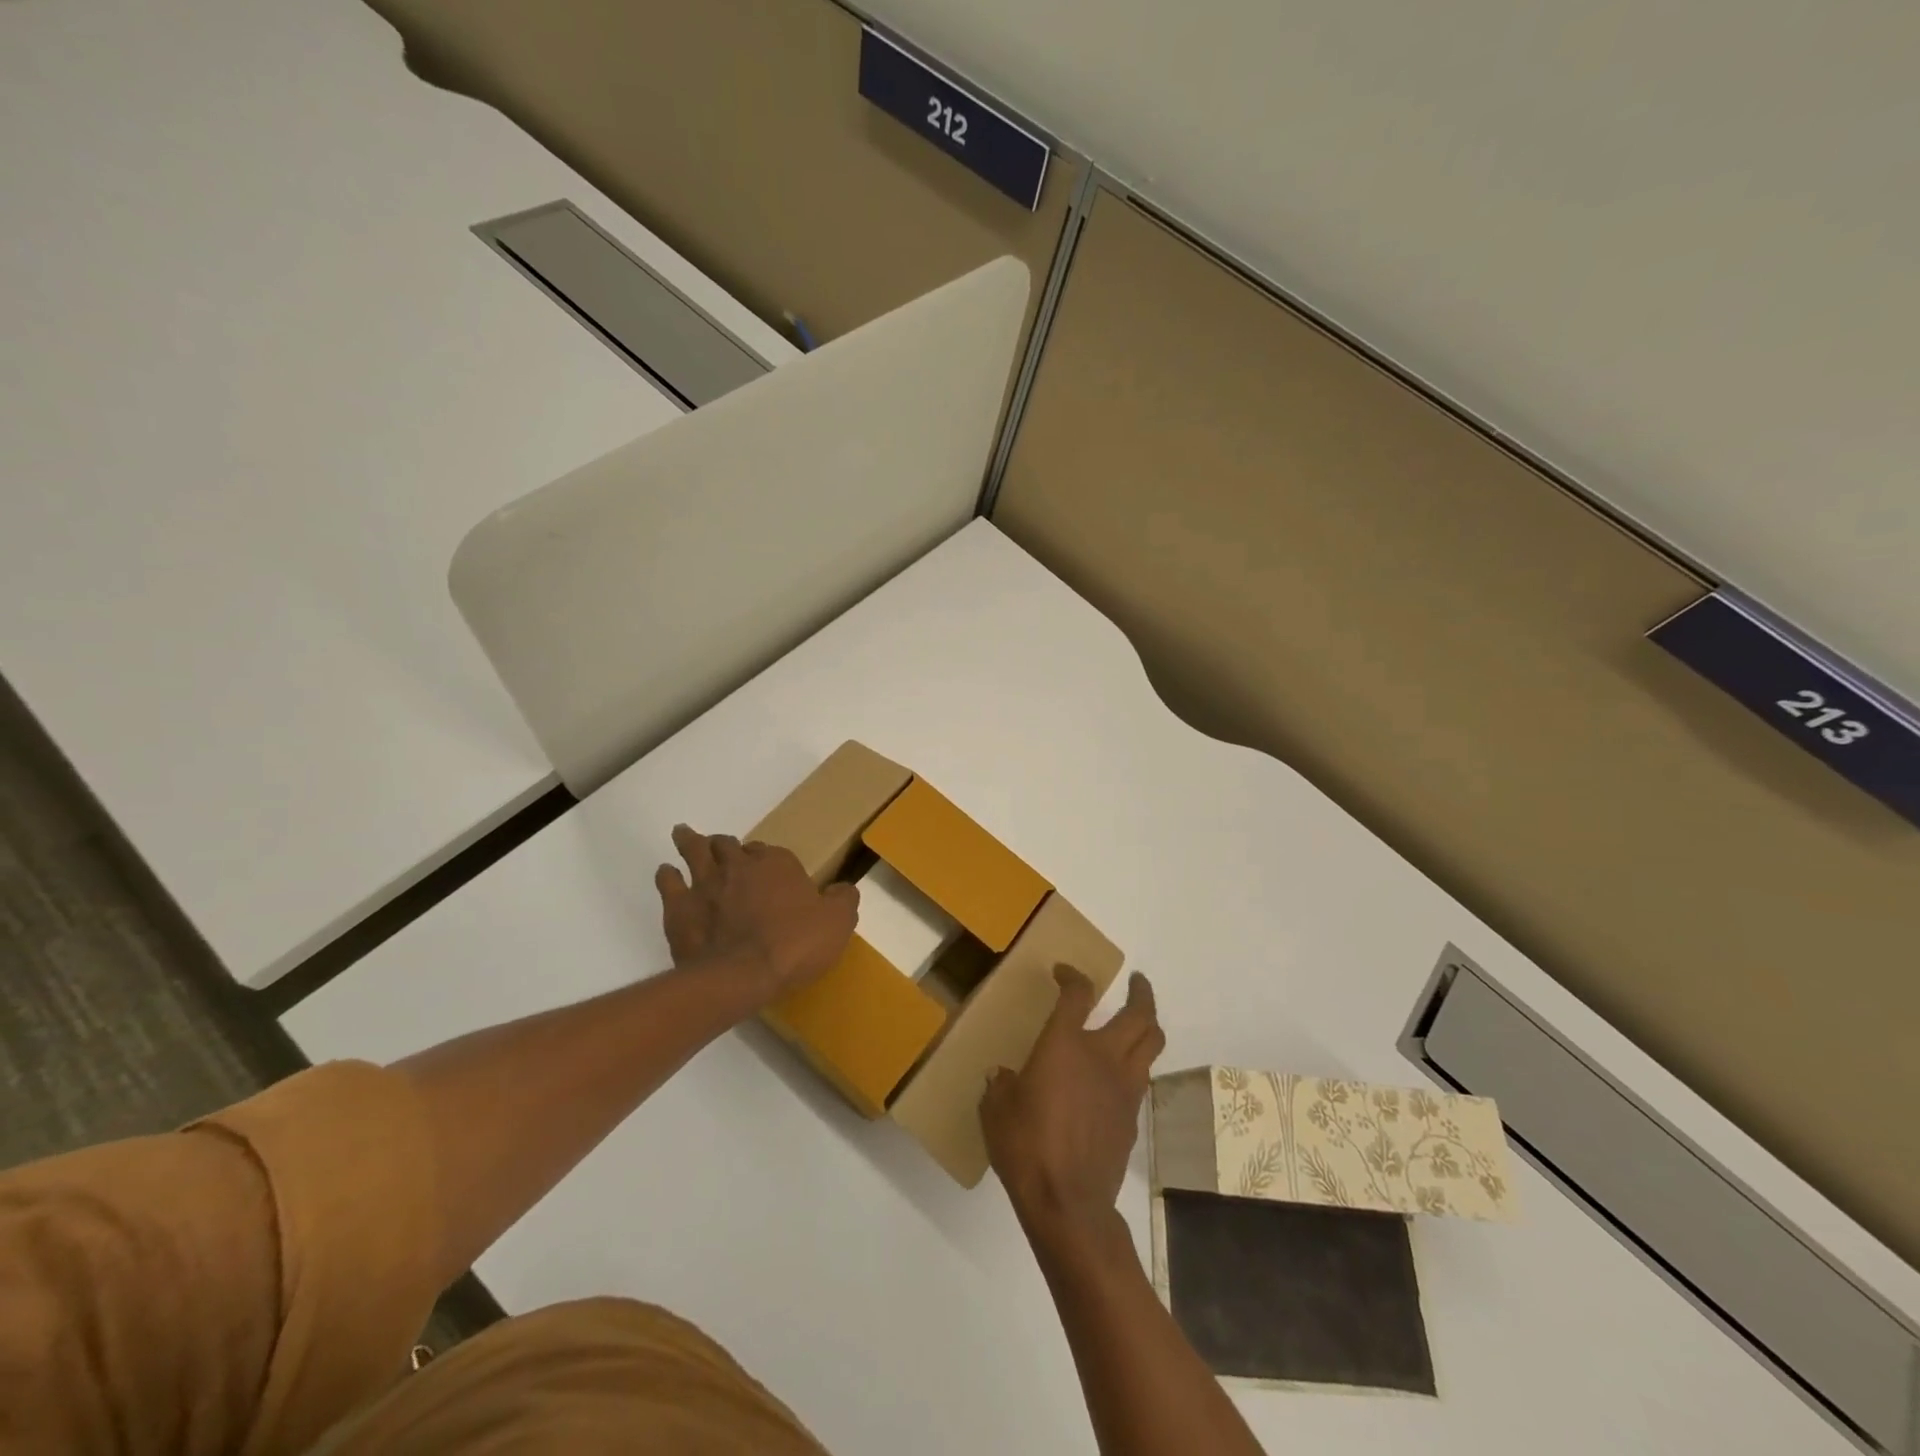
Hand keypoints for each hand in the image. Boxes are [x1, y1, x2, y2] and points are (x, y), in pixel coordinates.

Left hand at [655, 825, 858, 1005]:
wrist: (743, 975)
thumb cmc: (795, 945)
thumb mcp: (837, 923)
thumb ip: (843, 900)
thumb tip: (844, 889)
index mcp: (777, 864)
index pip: (768, 850)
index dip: (764, 857)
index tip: (764, 865)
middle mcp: (739, 865)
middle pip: (727, 844)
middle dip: (724, 844)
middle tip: (721, 846)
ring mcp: (705, 883)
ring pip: (694, 851)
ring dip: (690, 842)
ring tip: (684, 836)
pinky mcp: (679, 907)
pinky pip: (668, 881)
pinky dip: (668, 875)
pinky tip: (667, 874)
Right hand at [982, 968, 1164, 1246]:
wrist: (1069, 1203)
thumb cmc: (1026, 1148)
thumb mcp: (996, 1111)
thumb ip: (1000, 1085)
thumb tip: (1001, 1076)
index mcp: (1065, 1045)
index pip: (1078, 994)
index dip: (1072, 976)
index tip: (1063, 973)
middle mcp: (1102, 1056)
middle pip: (1138, 1014)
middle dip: (1141, 992)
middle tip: (1137, 982)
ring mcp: (1123, 1086)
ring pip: (1151, 1042)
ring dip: (1148, 1023)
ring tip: (1140, 1018)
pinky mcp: (1132, 1116)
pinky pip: (1141, 1077)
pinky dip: (1136, 1064)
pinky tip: (1120, 1073)